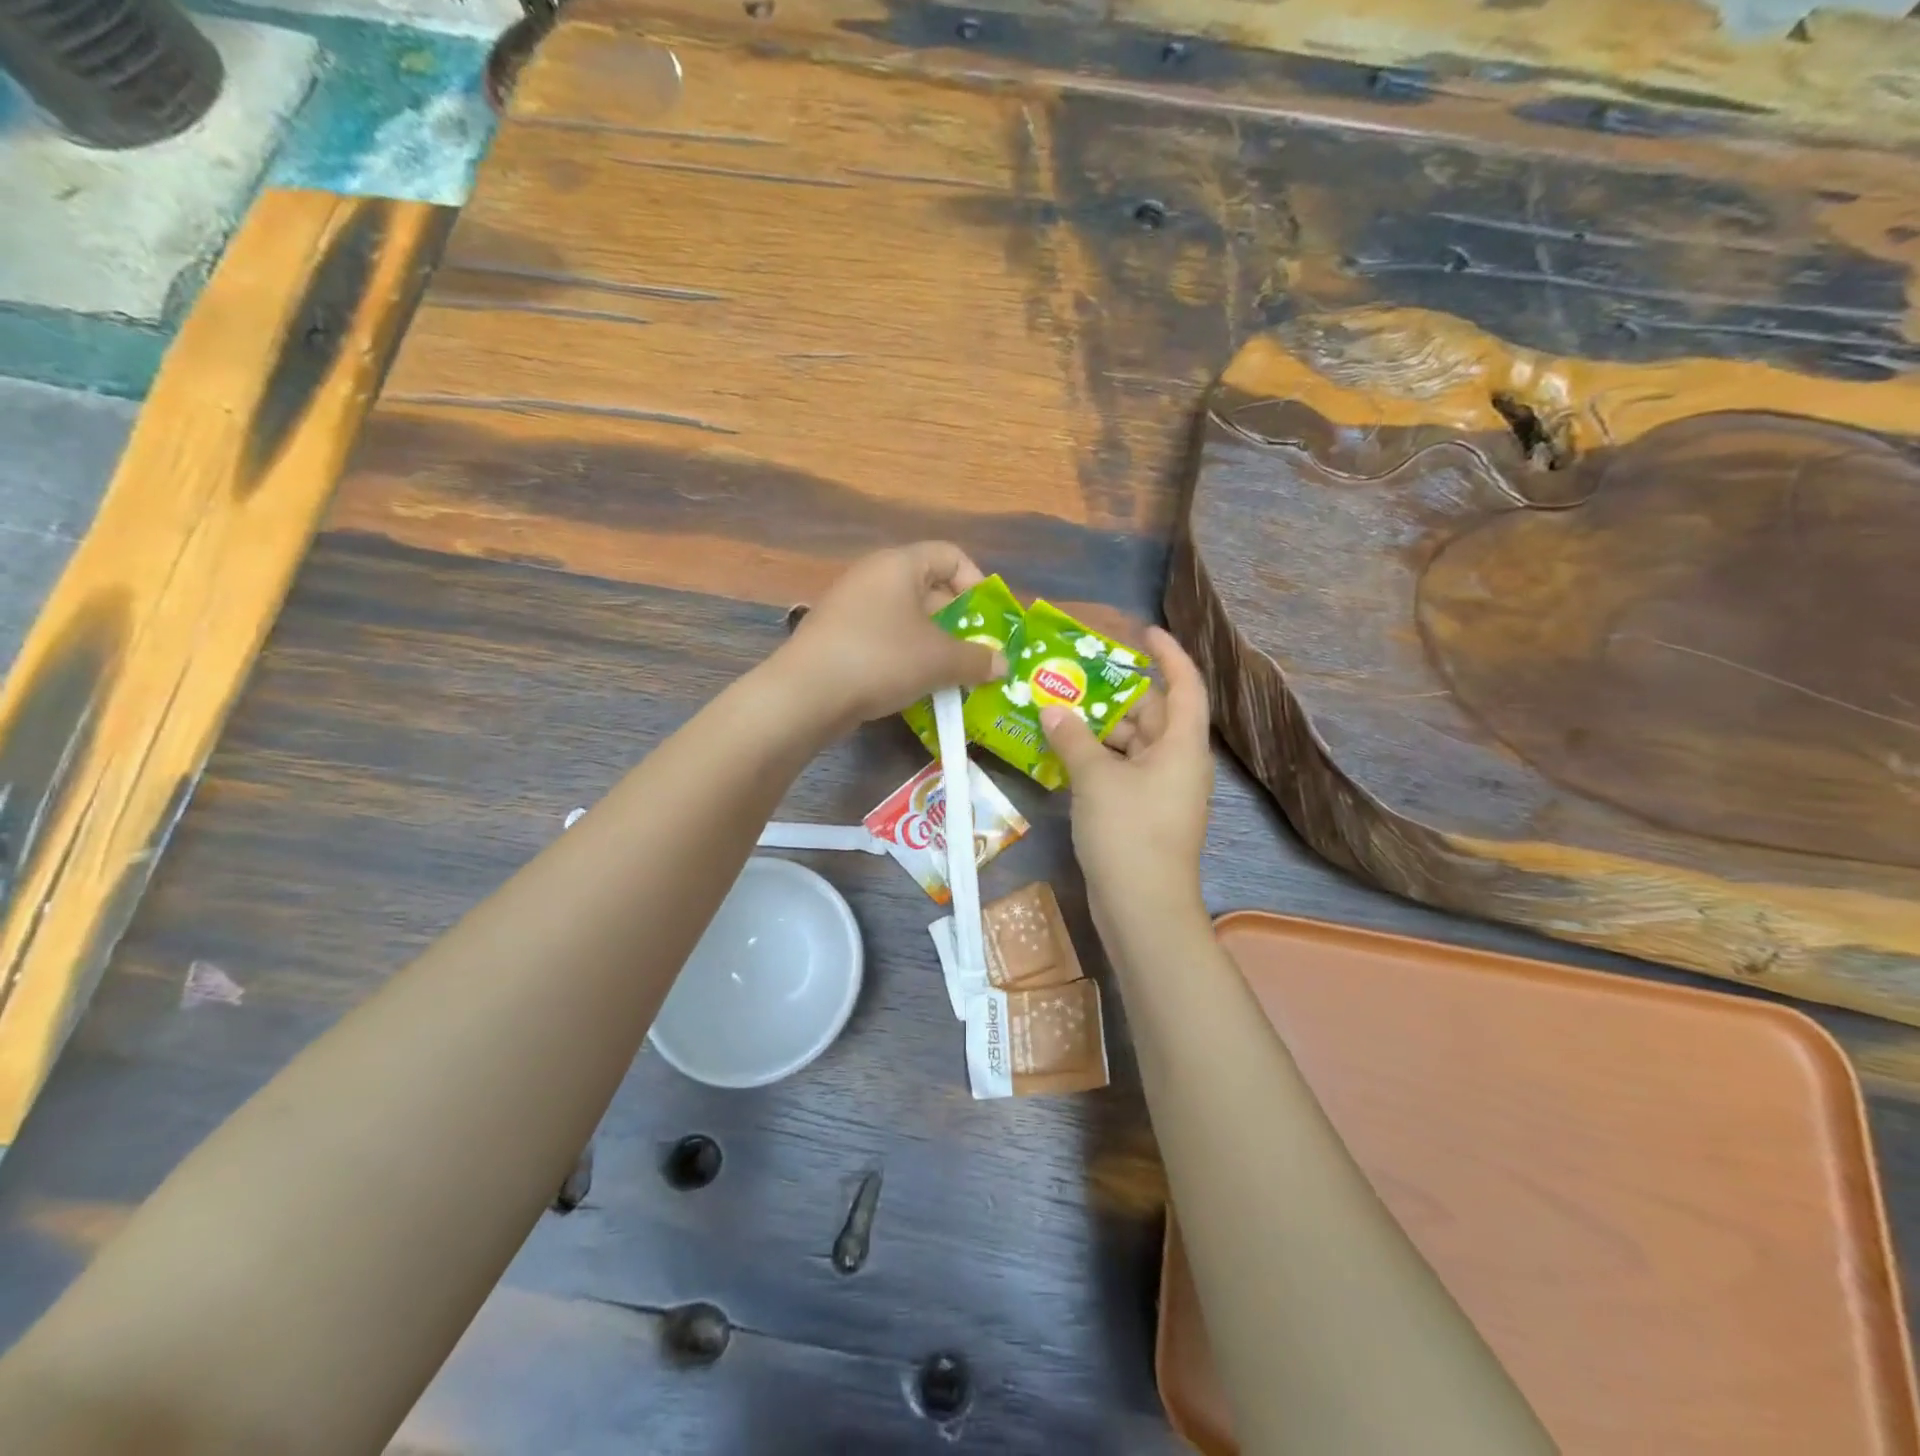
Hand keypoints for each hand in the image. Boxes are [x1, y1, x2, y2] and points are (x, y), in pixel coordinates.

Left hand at [774, 542, 1007, 730]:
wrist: (806, 693)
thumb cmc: (882, 659)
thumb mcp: (939, 660)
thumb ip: (977, 660)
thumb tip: (1001, 664)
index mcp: (899, 564)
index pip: (950, 555)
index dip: (977, 584)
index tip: (987, 622)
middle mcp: (873, 576)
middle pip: (929, 588)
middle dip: (957, 622)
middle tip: (975, 655)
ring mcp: (850, 606)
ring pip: (906, 618)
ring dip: (933, 645)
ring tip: (949, 676)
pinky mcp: (836, 637)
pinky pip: (883, 638)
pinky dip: (905, 657)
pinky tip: (914, 687)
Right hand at [1040, 626, 1213, 925]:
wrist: (1143, 907)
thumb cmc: (1128, 832)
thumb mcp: (1096, 778)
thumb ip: (1073, 737)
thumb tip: (1052, 708)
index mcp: (1182, 745)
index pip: (1186, 684)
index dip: (1170, 653)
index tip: (1144, 631)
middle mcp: (1179, 762)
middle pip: (1154, 714)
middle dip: (1118, 693)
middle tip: (1077, 675)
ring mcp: (1163, 790)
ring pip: (1135, 744)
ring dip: (1102, 728)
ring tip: (1061, 709)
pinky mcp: (1145, 814)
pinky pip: (1124, 771)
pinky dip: (1099, 758)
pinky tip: (1065, 752)